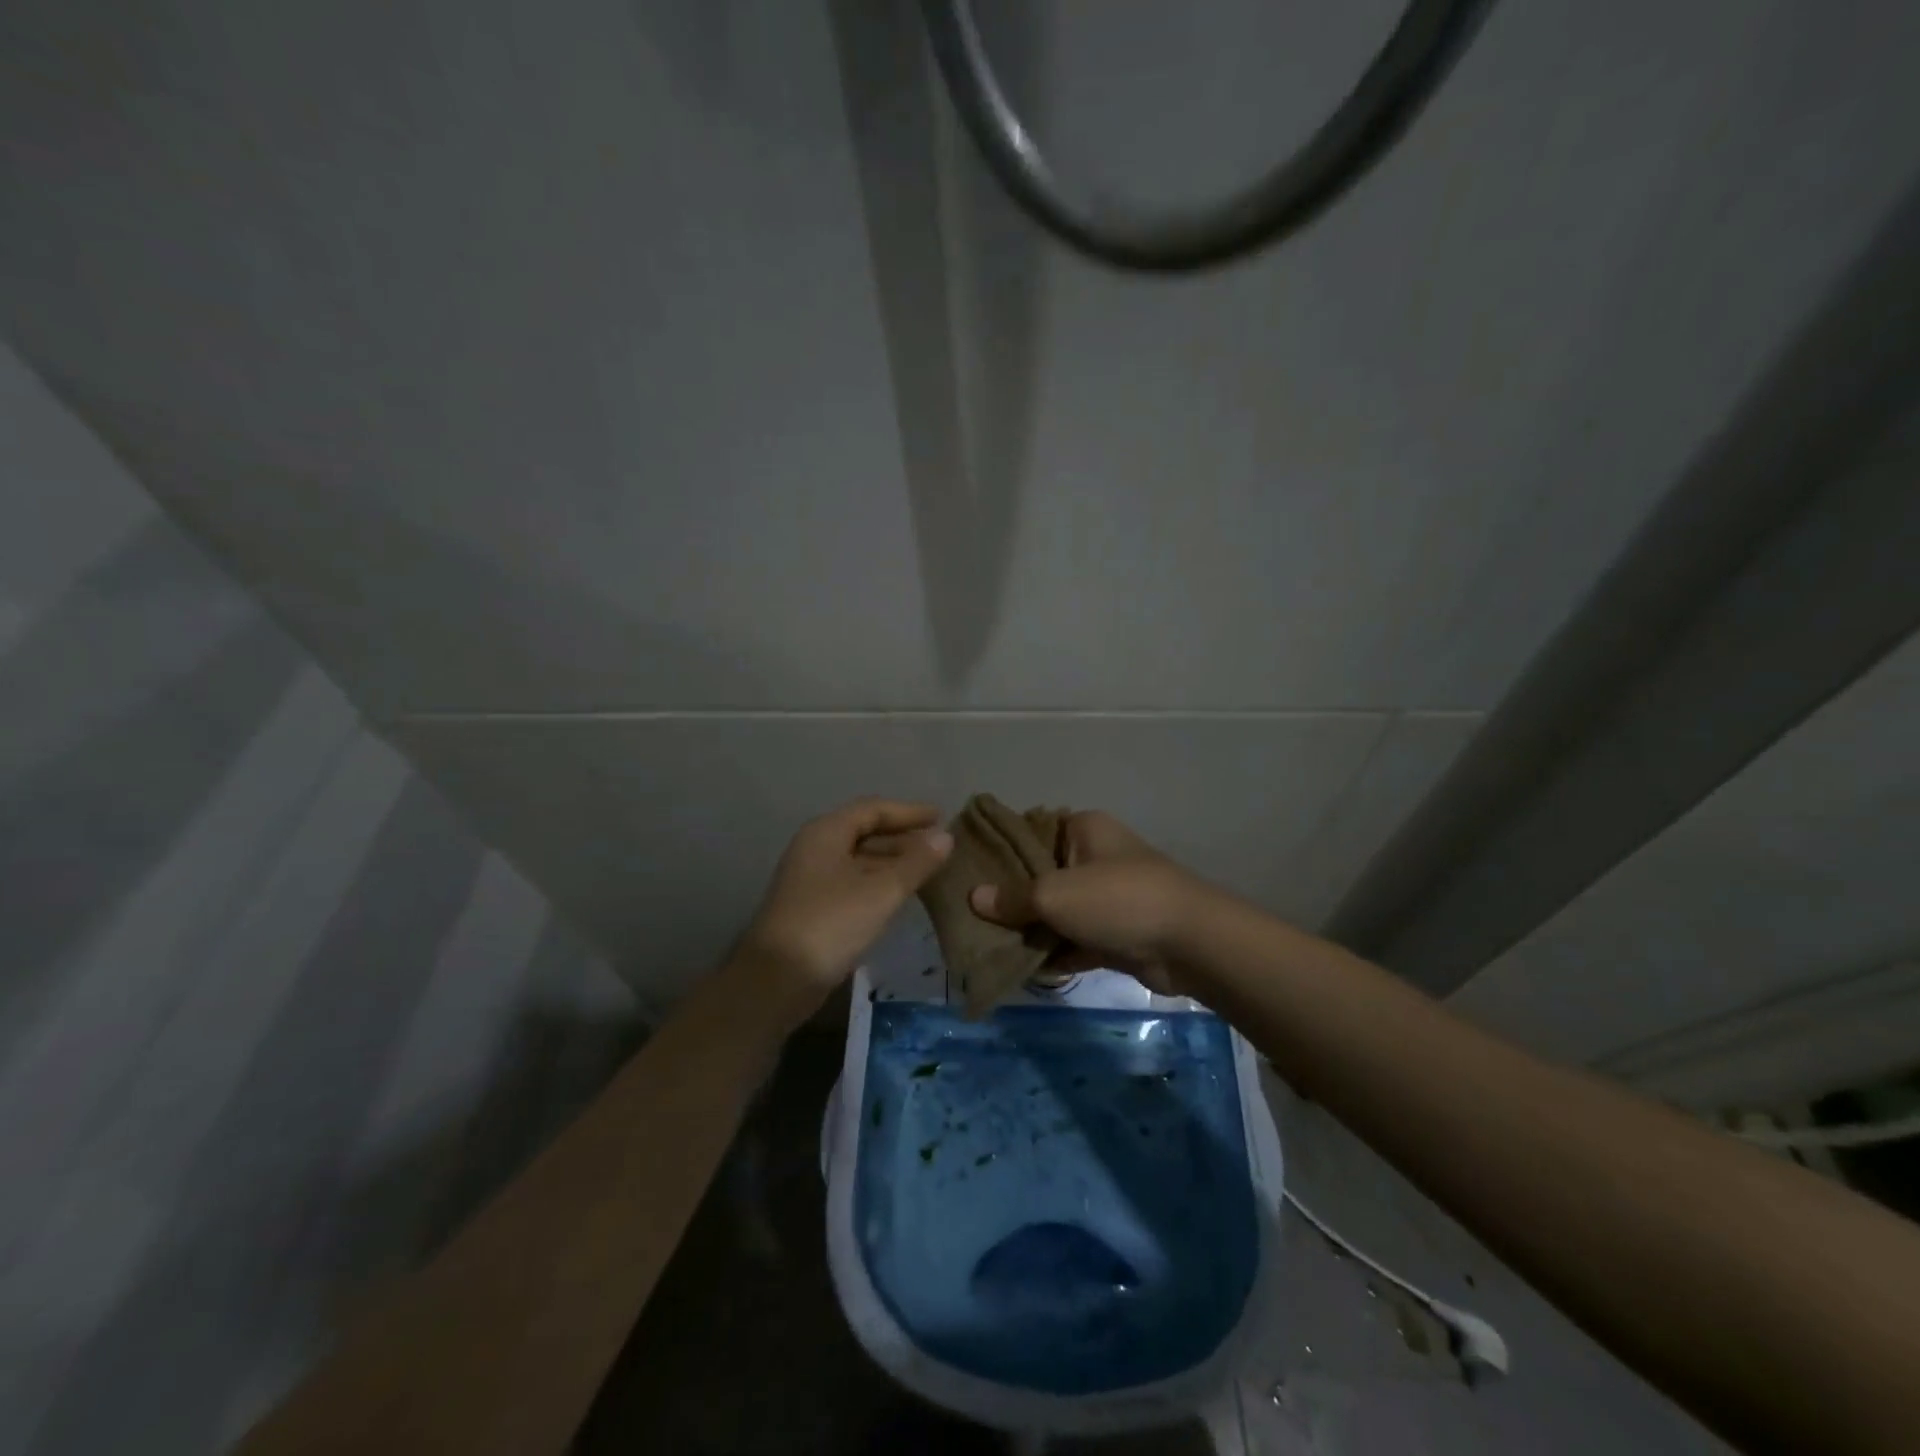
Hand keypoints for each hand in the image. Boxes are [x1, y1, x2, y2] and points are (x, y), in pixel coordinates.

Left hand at [736, 798, 952, 1025]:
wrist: (776, 980)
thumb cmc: (831, 924)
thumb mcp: (881, 891)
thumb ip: (916, 863)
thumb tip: (946, 837)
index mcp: (826, 833)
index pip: (872, 809)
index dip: (908, 812)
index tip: (941, 816)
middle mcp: (815, 849)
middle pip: (865, 832)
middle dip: (903, 838)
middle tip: (939, 846)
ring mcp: (811, 879)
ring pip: (859, 860)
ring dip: (893, 862)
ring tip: (928, 870)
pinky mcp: (813, 907)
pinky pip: (853, 882)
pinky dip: (879, 883)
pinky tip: (901, 896)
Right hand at [968, 811, 1207, 989]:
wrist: (1190, 943)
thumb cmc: (1117, 900)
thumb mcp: (1055, 894)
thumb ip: (1013, 898)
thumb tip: (975, 899)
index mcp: (1083, 828)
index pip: (1031, 832)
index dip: (1000, 852)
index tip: (967, 873)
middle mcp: (1095, 856)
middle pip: (1041, 874)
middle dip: (1010, 898)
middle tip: (971, 916)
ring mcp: (1107, 897)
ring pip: (1057, 911)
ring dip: (1031, 929)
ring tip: (987, 945)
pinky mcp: (1115, 932)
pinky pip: (1074, 939)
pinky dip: (1054, 953)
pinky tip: (1021, 968)